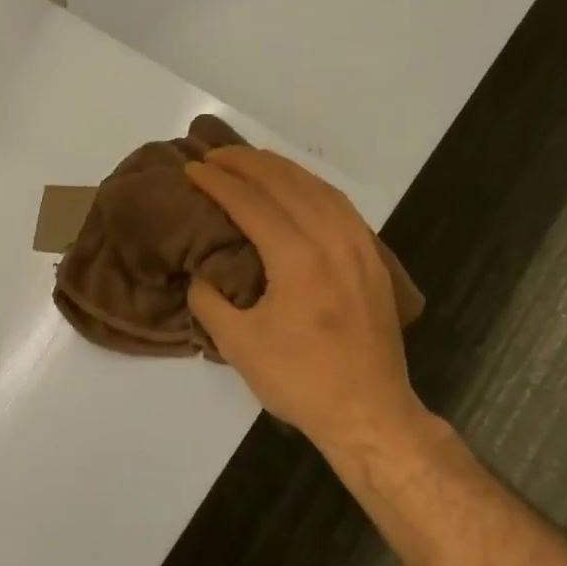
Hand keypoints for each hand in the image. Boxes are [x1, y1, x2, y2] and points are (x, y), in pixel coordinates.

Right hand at [187, 148, 427, 453]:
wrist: (369, 412)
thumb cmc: (300, 380)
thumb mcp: (238, 345)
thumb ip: (209, 301)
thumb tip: (200, 274)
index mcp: (297, 258)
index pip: (252, 203)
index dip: (218, 182)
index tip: (192, 168)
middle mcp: (332, 240)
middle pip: (287, 184)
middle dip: (247, 163)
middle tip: (215, 154)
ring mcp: (360, 247)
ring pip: (319, 188)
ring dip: (282, 168)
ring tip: (252, 161)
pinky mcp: (374, 260)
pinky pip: (341, 206)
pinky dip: (313, 186)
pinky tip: (300, 188)